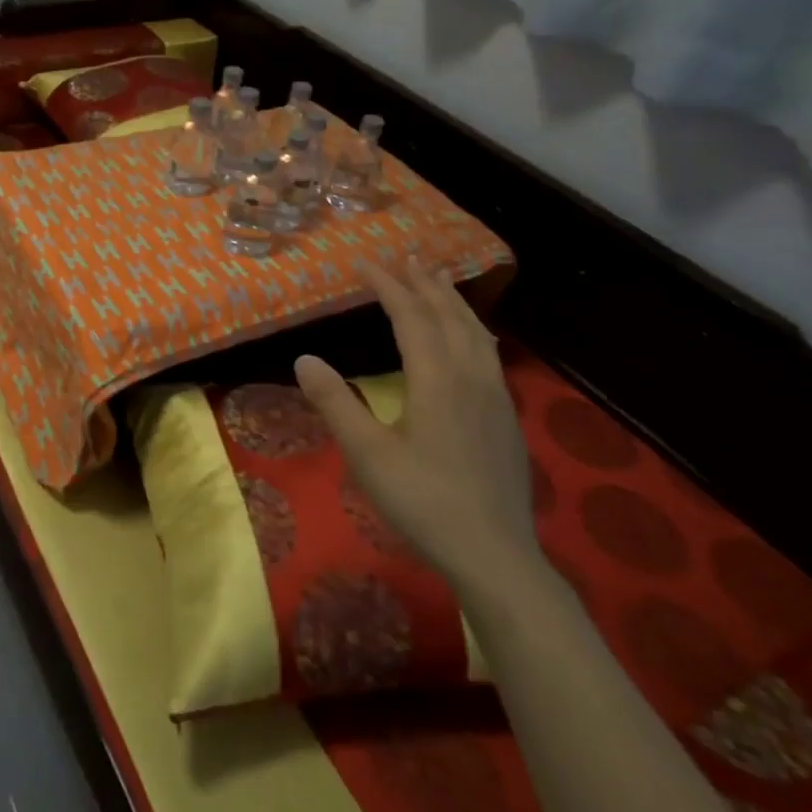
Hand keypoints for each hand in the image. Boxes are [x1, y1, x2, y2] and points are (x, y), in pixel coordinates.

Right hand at [294, 260, 539, 597]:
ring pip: (475, 332)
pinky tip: (471, 339)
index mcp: (436, 380)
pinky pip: (488, 353)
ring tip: (440, 280)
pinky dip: (472, 329)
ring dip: (453, 301)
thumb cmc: (423, 502)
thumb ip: (335, 403)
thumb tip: (304, 358)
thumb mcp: (366, 454)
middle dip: (425, 283)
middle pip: (448, 316)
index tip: (365, 262)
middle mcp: (470, 377)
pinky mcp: (506, 418)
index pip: (410, 317)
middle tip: (406, 256)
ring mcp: (495, 397)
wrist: (495, 555)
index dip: (388, 286)